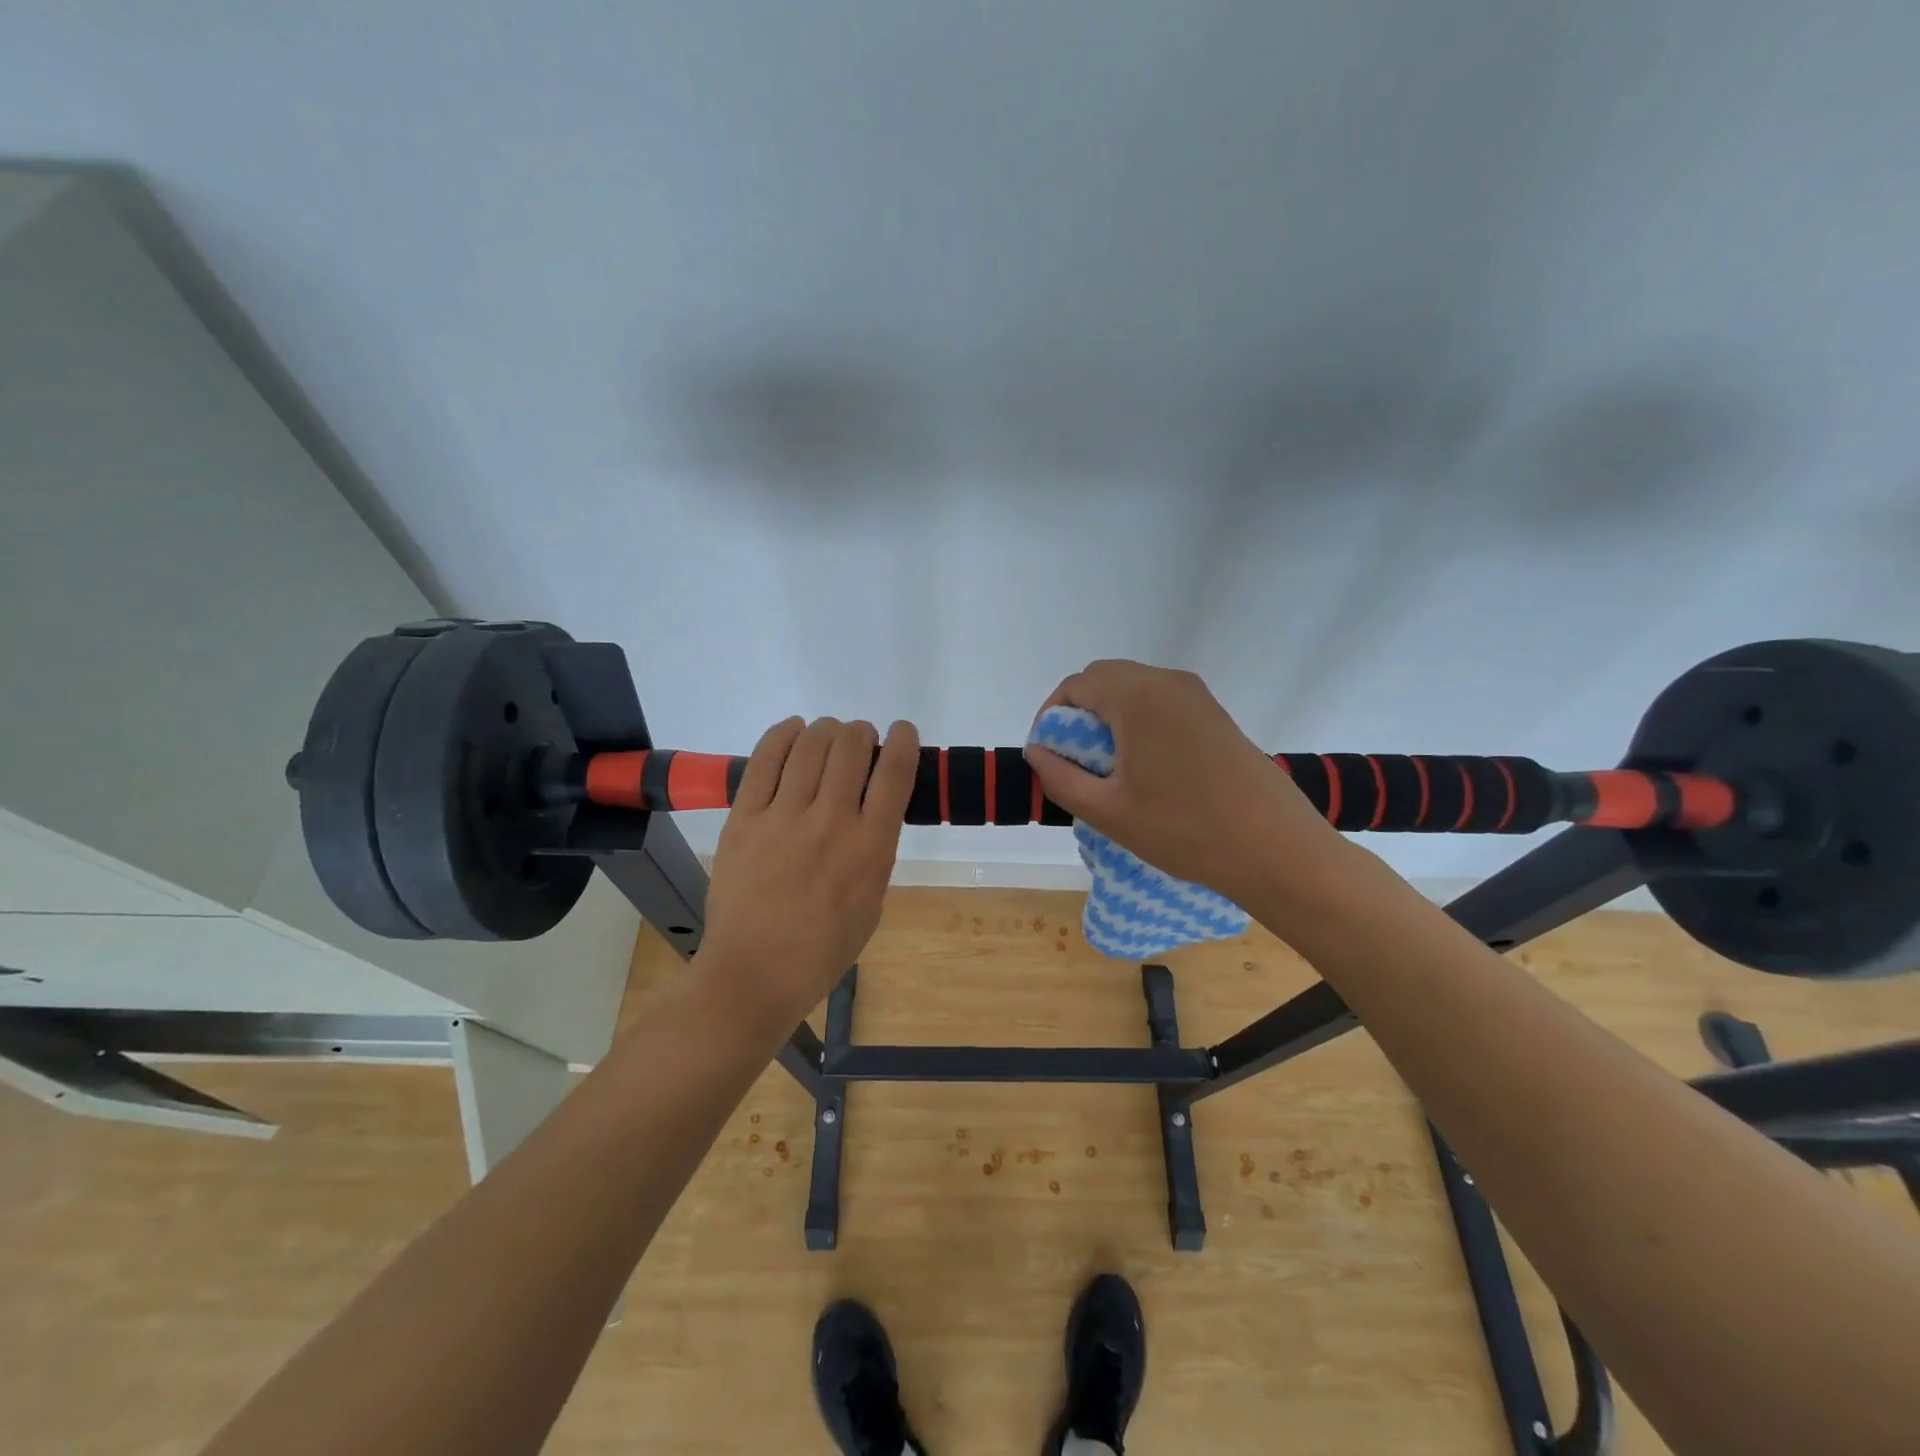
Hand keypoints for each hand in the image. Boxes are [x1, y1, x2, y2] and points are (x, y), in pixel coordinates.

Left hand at [696, 715, 919, 1033]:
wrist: (754, 972)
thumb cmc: (823, 948)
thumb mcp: (872, 900)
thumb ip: (875, 849)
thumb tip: (872, 806)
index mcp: (870, 847)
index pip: (895, 772)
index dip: (904, 740)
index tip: (903, 732)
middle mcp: (831, 822)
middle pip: (852, 747)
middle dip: (862, 733)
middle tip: (860, 741)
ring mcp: (783, 817)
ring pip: (811, 745)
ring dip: (827, 730)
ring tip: (828, 735)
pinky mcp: (744, 817)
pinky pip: (765, 759)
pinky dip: (784, 734)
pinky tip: (794, 730)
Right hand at [1023, 660, 1342, 905]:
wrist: (1276, 849)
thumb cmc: (1184, 830)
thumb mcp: (1107, 812)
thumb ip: (1060, 777)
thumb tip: (1037, 751)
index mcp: (1137, 697)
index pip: (1075, 686)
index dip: (1050, 716)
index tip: (1047, 755)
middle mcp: (1167, 682)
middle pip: (1105, 678)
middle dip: (1078, 713)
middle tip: (1072, 761)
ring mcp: (1197, 696)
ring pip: (1134, 688)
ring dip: (1109, 716)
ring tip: (1107, 768)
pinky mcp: (1216, 715)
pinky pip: (1162, 702)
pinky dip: (1138, 721)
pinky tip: (1145, 767)